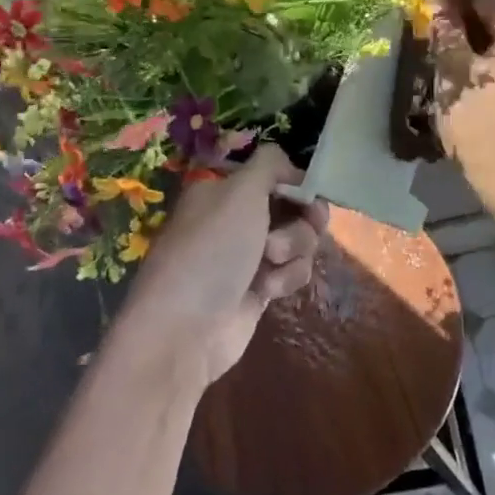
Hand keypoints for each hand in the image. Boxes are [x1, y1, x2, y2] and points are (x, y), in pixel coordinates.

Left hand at [117, 146, 328, 389]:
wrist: (185, 329)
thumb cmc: (212, 249)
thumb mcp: (240, 191)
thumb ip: (270, 164)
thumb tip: (288, 165)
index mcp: (224, 188)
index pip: (271, 171)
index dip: (294, 180)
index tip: (307, 191)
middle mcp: (236, 217)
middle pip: (293, 204)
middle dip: (303, 217)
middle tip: (308, 222)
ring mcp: (248, 254)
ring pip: (298, 239)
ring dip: (294, 248)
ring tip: (271, 263)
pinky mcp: (260, 288)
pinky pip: (292, 271)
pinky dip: (286, 277)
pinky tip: (267, 291)